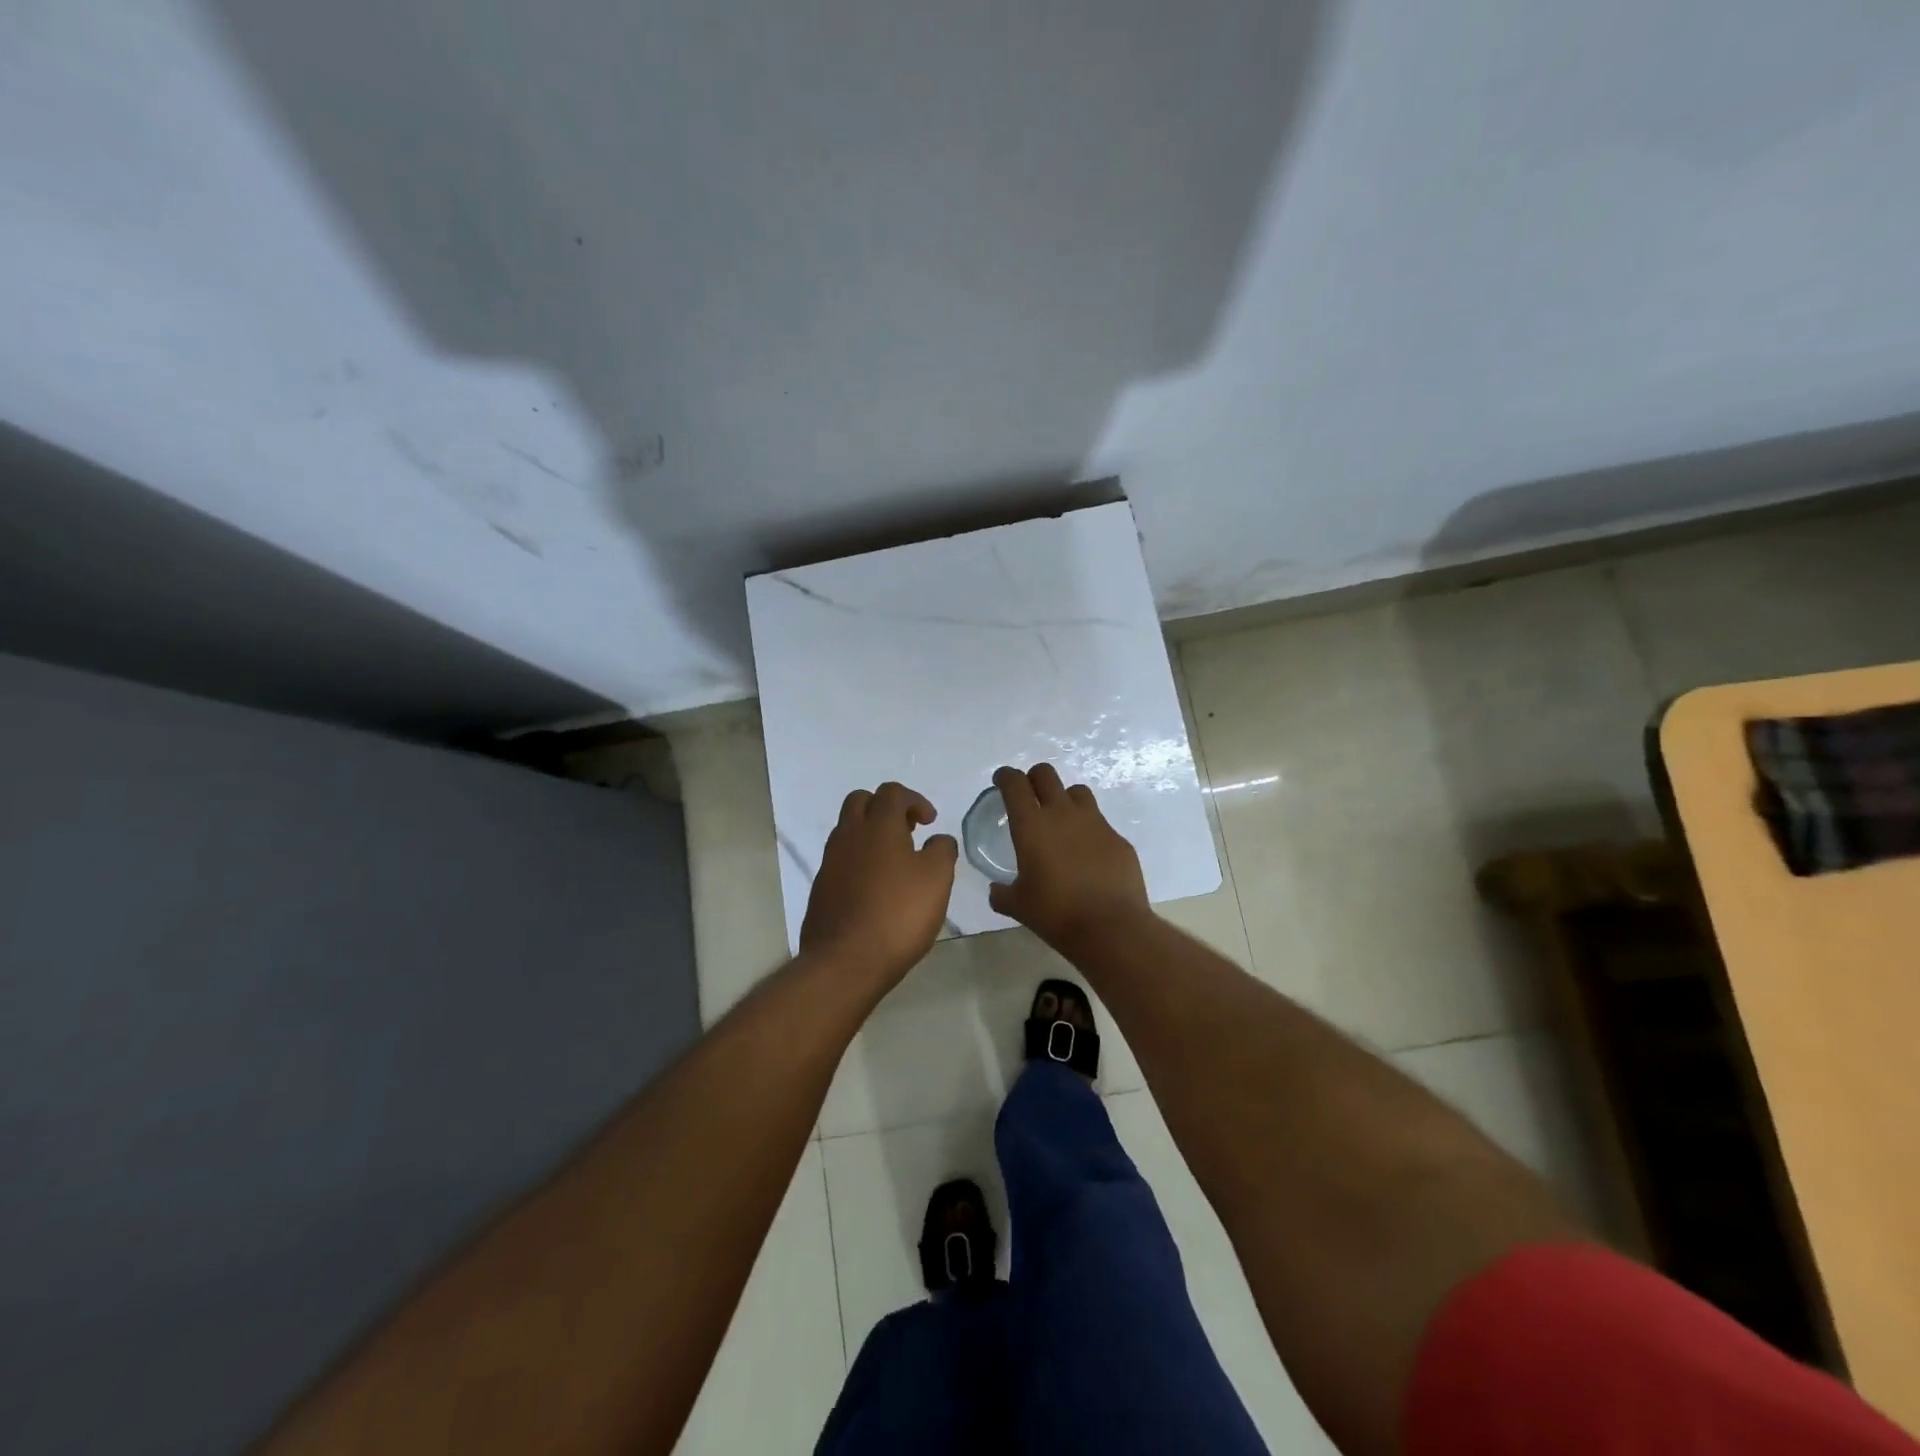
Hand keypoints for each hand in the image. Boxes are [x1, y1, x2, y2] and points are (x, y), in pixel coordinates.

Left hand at [800, 782, 957, 988]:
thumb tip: (938, 839)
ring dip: (870, 834)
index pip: (892, 792)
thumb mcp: (937, 879)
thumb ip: (942, 850)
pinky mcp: (821, 888)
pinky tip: (875, 888)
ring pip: (847, 830)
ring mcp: (830, 861)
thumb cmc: (898, 914)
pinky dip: (858, 860)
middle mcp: (849, 835)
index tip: (930, 822)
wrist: (845, 961)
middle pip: (861, 801)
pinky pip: (840, 859)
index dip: (915, 800)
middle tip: (907, 831)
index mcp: (878, 826)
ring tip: (895, 862)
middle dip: (885, 808)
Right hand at [988, 764, 1149, 951]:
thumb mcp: (1018, 906)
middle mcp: (1063, 814)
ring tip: (1061, 821)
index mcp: (1032, 825)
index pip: (1015, 784)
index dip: (1006, 777)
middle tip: (1029, 795)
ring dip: (1065, 799)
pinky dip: (1089, 831)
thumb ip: (1002, 893)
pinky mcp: (1118, 838)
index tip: (1002, 781)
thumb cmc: (1056, 913)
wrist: (1111, 927)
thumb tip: (996, 890)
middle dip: (1034, 778)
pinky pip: (1100, 823)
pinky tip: (1088, 855)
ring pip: (1077, 792)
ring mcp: (1095, 823)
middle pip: (1046, 774)